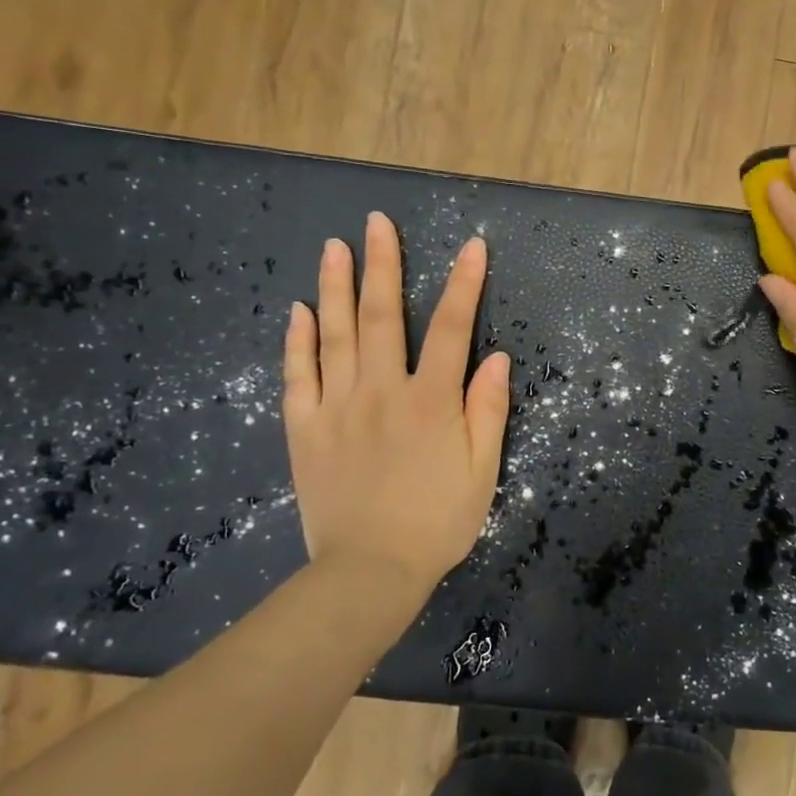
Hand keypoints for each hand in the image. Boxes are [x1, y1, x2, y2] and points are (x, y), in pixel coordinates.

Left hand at [282, 212, 510, 598]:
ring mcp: (337, 408)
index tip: (472, 246)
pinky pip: (298, 376)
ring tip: (335, 247)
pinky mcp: (305, 430)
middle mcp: (382, 392)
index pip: (453, 329)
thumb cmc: (437, 522)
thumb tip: (496, 357)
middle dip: (383, 265)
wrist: (369, 571)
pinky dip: (299, 341)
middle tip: (377, 223)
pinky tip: (300, 311)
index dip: (465, 284)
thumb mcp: (482, 471)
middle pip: (384, 316)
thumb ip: (488, 411)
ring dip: (337, 287)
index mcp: (431, 402)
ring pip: (336, 335)